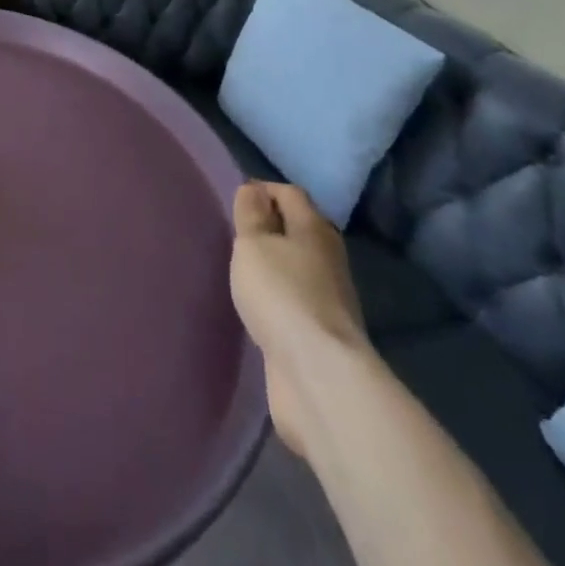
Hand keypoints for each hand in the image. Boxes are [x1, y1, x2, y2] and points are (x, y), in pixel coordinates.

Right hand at [229, 181, 366, 454]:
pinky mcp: (322, 333)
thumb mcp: (254, 243)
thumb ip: (251, 214)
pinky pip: (296, 299)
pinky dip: (279, 295)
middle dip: (271, 226)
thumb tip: (254, 190)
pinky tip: (260, 304)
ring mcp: (329, 298)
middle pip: (299, 229)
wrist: (318, 375)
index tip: (235, 200)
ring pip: (298, 266)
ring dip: (275, 263)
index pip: (290, 194)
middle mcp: (328, 258)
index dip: (263, 190)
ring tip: (244, 268)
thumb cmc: (281, 294)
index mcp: (314, 228)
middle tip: (237, 233)